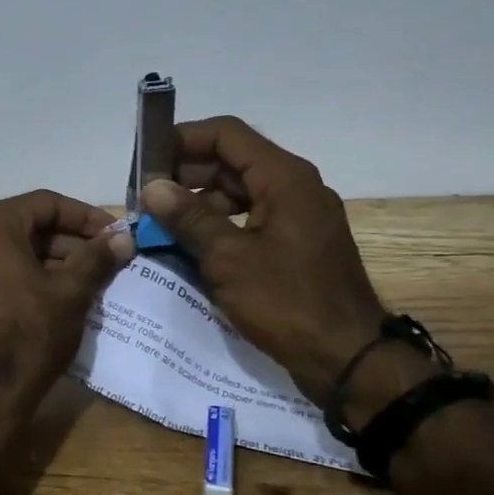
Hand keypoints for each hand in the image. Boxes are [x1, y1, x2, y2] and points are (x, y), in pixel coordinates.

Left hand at [0, 190, 134, 416]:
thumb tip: (124, 238)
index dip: (86, 217)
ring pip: (15, 250)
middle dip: (71, 241)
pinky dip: (30, 276)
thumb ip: (97, 257)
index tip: (116, 234)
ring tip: (92, 279)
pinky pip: (0, 271)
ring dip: (54, 260)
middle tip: (108, 258)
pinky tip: (62, 296)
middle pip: (29, 225)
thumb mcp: (70, 292)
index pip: (47, 203)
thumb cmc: (28, 334)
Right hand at [140, 116, 388, 401]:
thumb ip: (189, 218)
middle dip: (185, 174)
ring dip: (197, 203)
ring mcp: (297, 217)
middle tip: (144, 198)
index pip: (226, 135)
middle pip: (231, 162)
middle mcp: (294, 187)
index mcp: (284, 178)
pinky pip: (249, 220)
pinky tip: (187, 246)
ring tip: (159, 224)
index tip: (146, 162)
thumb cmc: (287, 302)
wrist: (349, 359)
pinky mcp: (294, 244)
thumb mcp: (228, 258)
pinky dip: (217, 226)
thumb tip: (153, 187)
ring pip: (238, 192)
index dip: (183, 139)